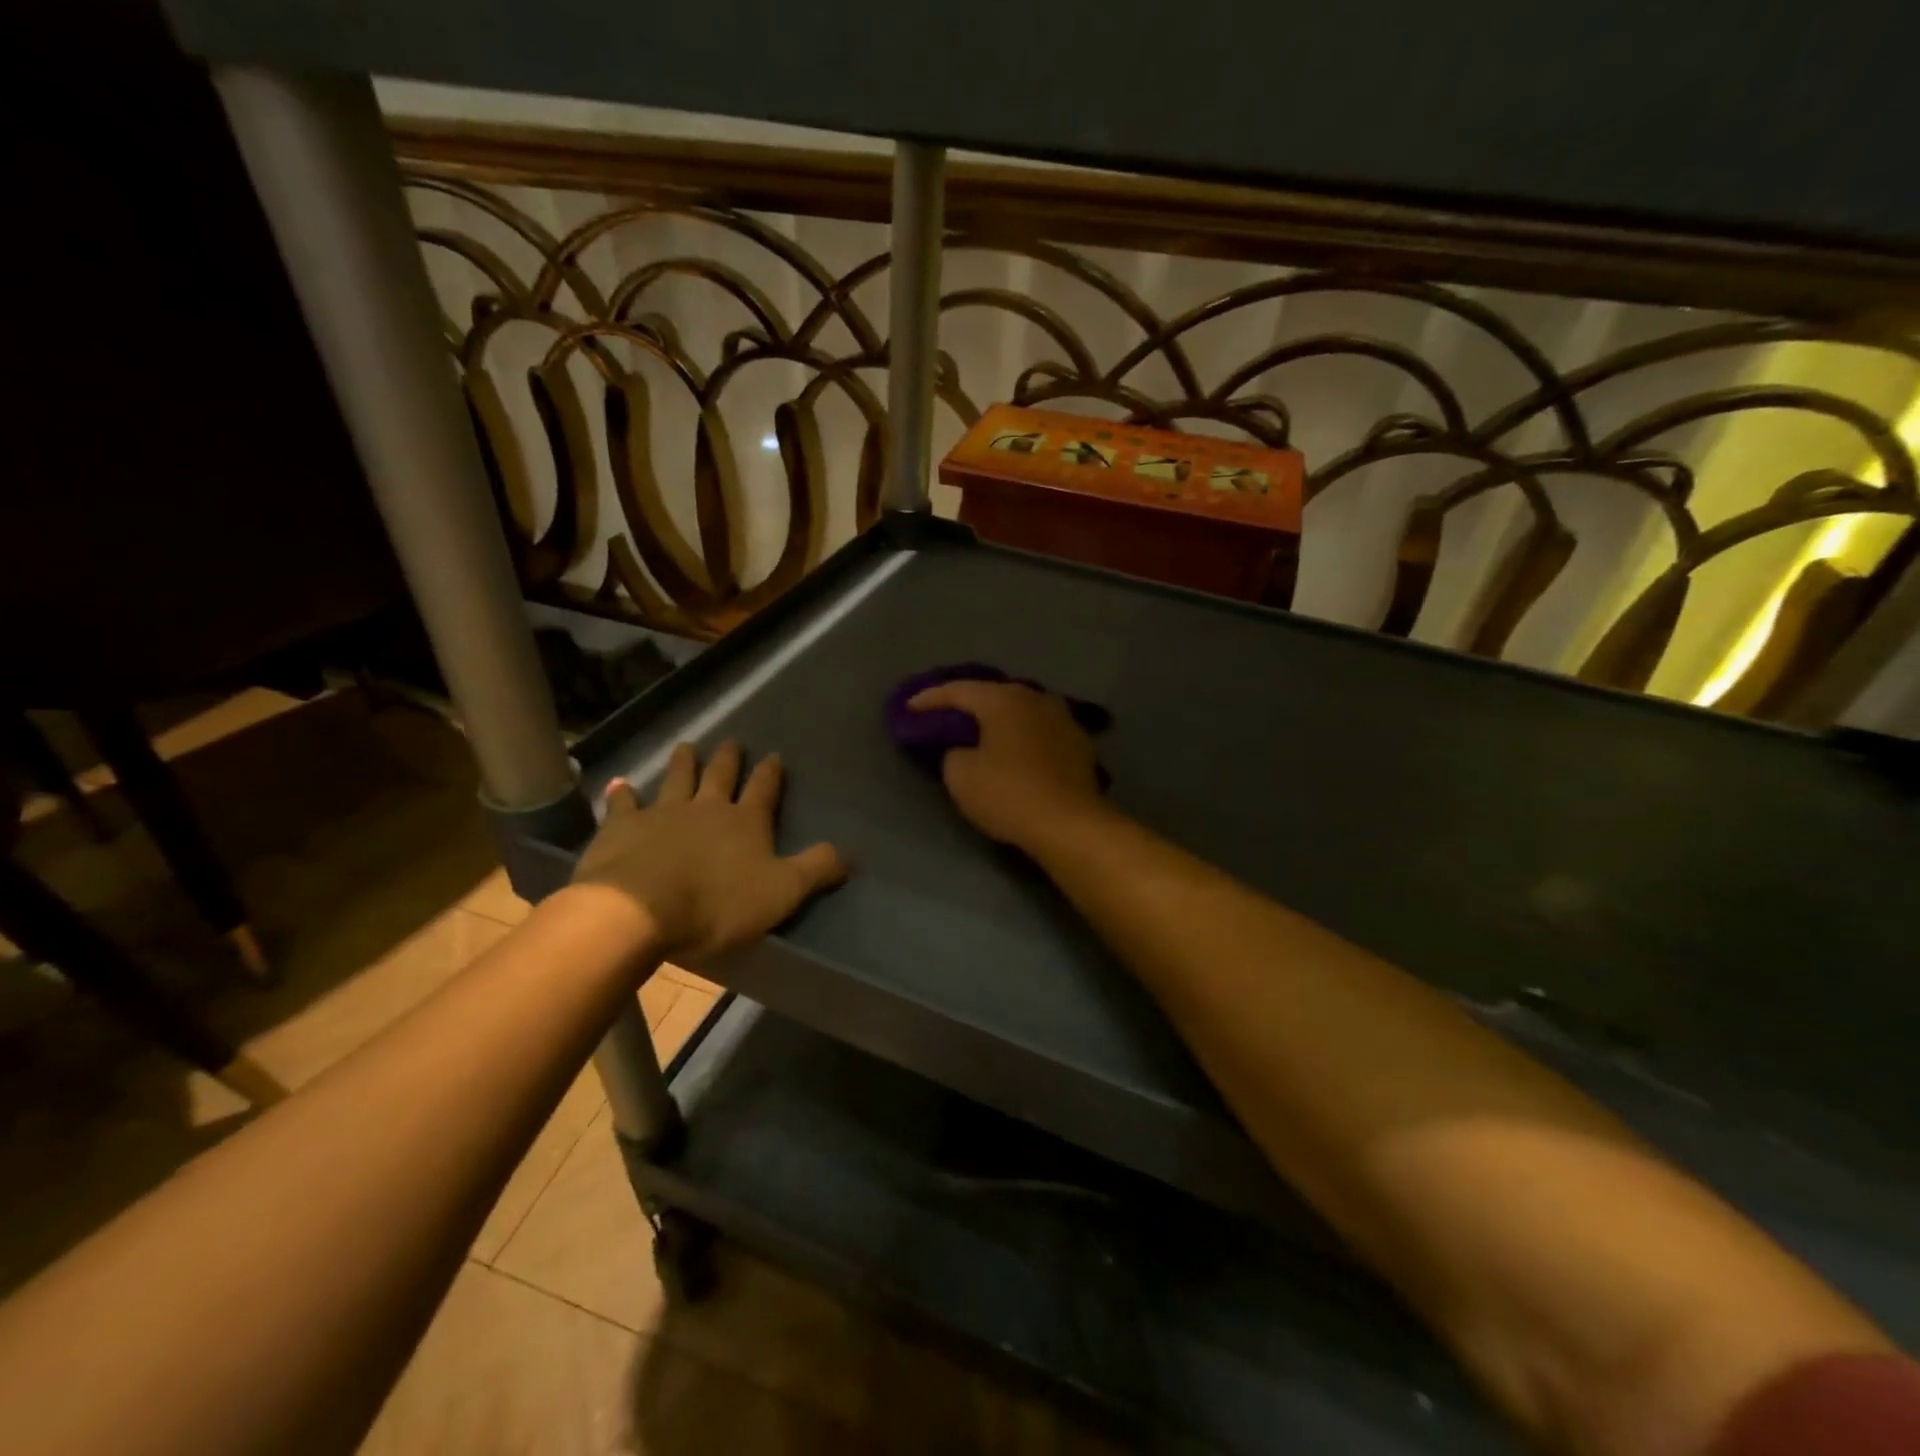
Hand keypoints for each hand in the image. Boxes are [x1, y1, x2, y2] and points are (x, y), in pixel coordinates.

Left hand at [572, 741, 846, 960]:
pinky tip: (620, 783)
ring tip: (687, 747)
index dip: (771, 773)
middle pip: (720, 776)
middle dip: (729, 759)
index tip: (774, 756)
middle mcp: (706, 808)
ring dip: (683, 763)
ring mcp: (662, 814)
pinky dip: (623, 793)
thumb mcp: (782, 892)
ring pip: (676, 780)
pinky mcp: (621, 828)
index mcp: (746, 822)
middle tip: (731, 742)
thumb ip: (816, 870)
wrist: (639, 910)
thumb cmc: (717, 903)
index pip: (764, 789)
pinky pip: (623, 804)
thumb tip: (849, 853)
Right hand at [907, 681, 1106, 847]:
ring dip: (998, 721)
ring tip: (979, 733)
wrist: (1070, 824)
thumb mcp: (960, 775)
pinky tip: (1013, 751)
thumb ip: (952, 752)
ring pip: (1020, 712)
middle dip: (967, 705)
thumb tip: (963, 750)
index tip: (908, 709)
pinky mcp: (1079, 744)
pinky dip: (1020, 737)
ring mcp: (1063, 719)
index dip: (929, 699)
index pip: (958, 690)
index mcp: (1003, 699)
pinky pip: (1038, 732)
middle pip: (993, 696)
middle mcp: (1036, 698)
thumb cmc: (1008, 793)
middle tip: (943, 716)